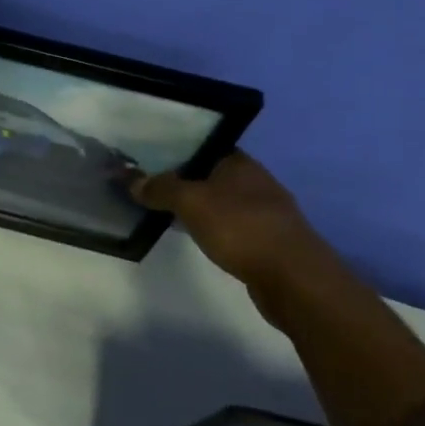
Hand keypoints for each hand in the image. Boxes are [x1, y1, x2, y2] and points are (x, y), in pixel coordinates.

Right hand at [133, 152, 336, 291]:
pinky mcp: (268, 242)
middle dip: (183, 179)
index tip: (149, 157)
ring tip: (165, 211)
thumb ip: (160, 188)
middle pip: (211, 174)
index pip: (203, 146)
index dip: (176, 150)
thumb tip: (130, 178)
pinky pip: (231, 227)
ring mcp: (265, 213)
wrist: (294, 279)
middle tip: (149, 184)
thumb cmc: (241, 227)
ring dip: (198, 206)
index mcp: (240, 162)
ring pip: (221, 202)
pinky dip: (213, 229)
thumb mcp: (191, 201)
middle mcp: (255, 182)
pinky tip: (196, 237)